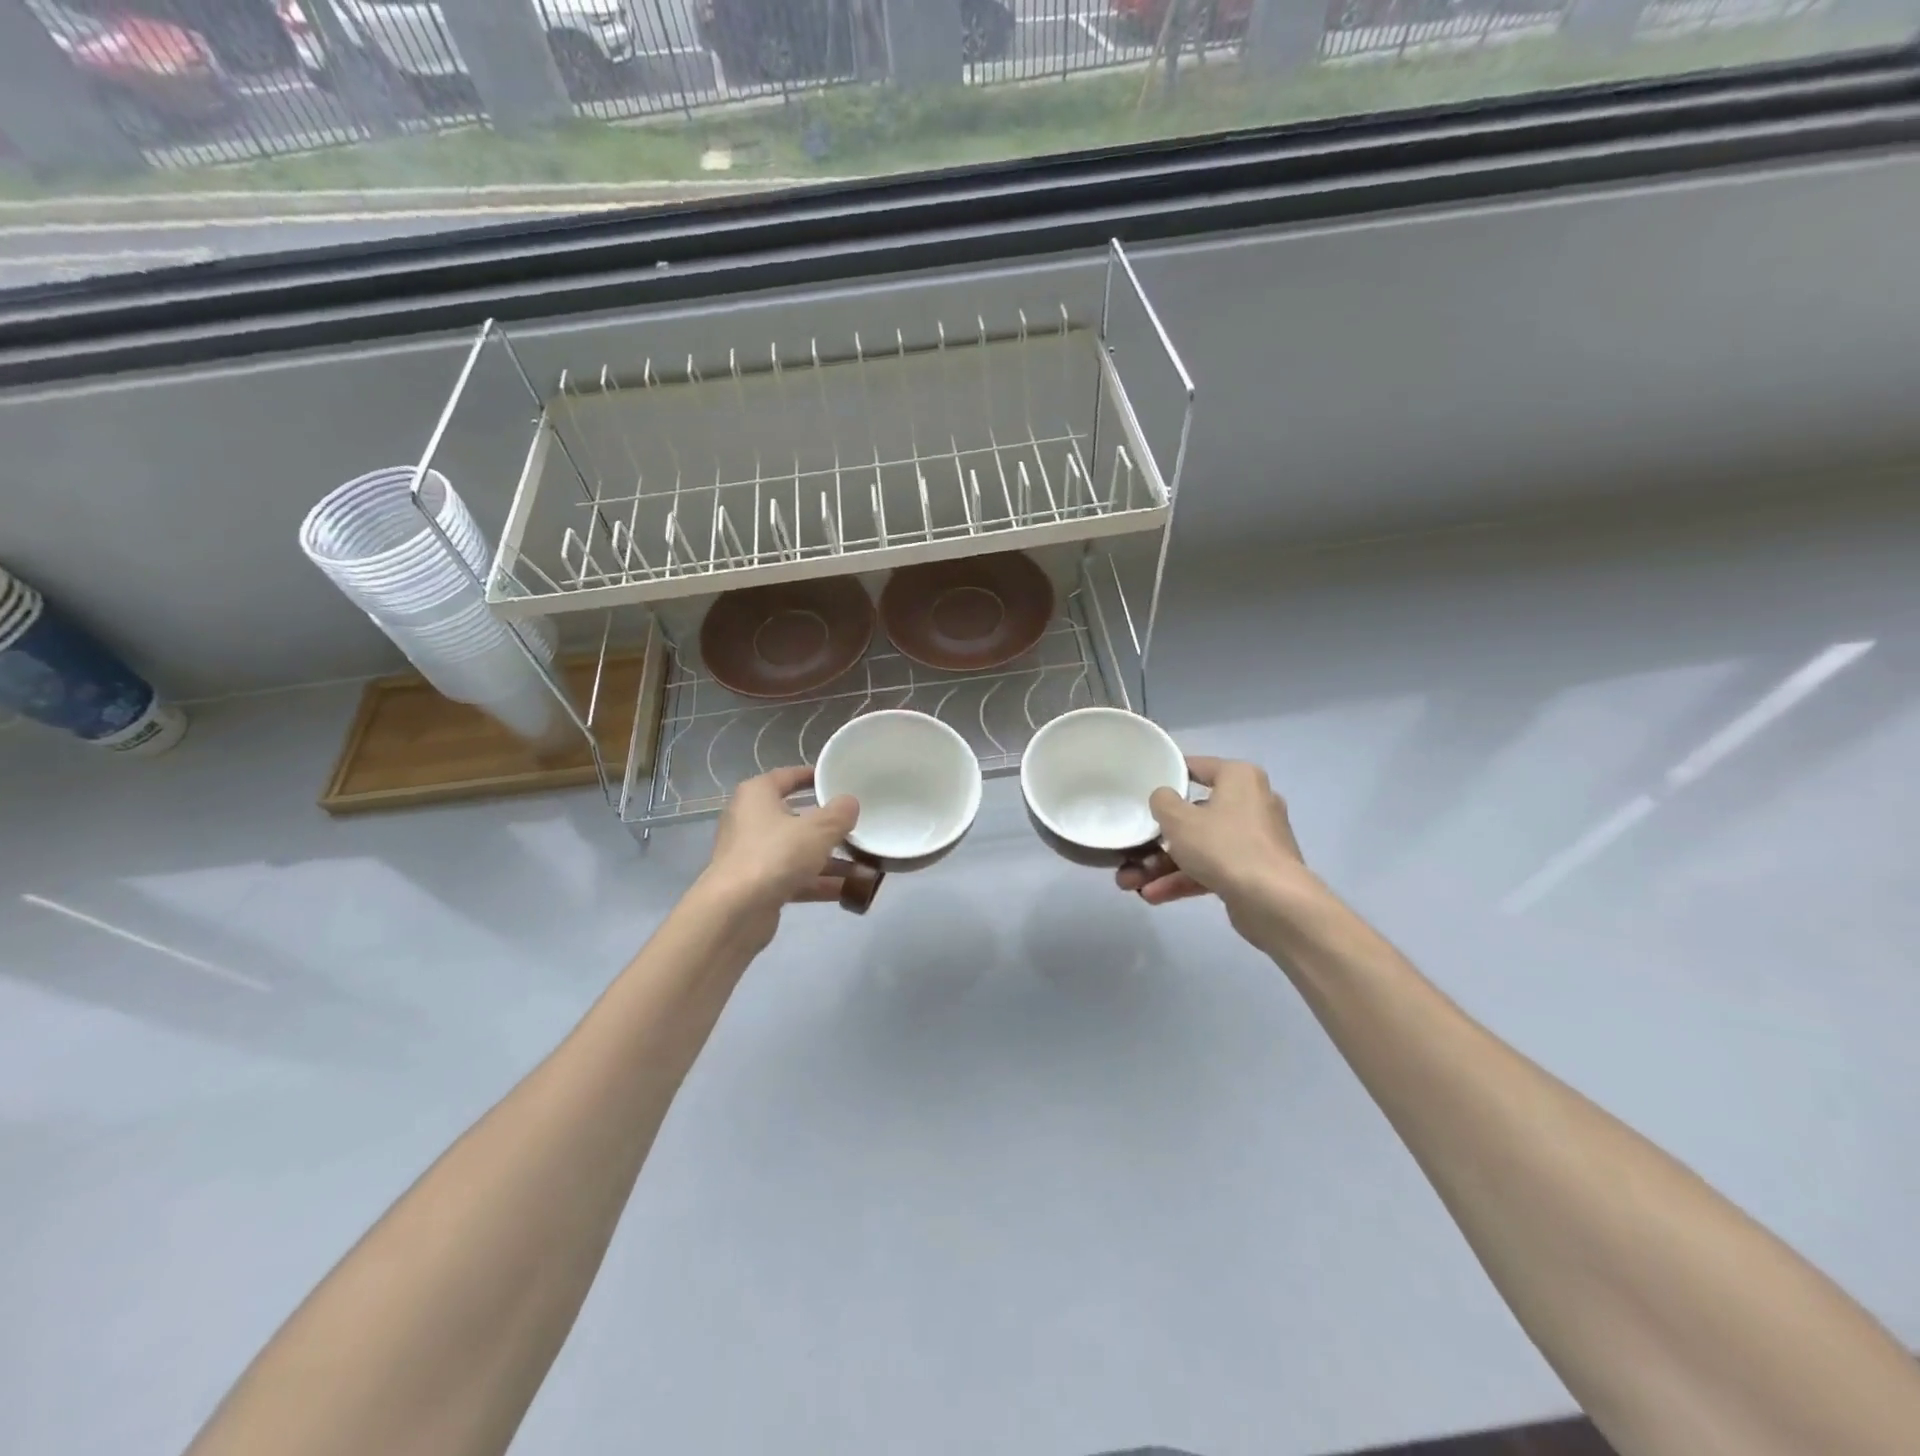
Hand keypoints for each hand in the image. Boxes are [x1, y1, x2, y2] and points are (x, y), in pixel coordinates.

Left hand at [702, 766, 858, 914]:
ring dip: (831, 860)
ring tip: (867, 866)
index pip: (787, 777)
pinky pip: (795, 877)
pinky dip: (820, 882)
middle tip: (859, 825)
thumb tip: (850, 803)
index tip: (837, 780)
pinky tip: (851, 890)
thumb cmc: (775, 855)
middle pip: (796, 817)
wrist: (735, 912)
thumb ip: (839, 814)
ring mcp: (753, 855)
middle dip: (829, 826)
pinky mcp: (758, 886)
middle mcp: (751, 821)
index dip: (812, 776)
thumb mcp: (818, 830)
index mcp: (757, 795)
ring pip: (798, 851)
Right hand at [1117, 757, 1307, 913]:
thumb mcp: (1179, 819)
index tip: (1144, 786)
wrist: (1273, 902)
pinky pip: (1213, 868)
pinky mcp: (1255, 871)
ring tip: (1131, 883)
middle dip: (1159, 838)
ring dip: (1165, 865)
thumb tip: (1165, 798)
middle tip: (1132, 848)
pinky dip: (1186, 879)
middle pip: (1196, 814)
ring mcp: (1256, 840)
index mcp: (1240, 778)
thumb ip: (1162, 802)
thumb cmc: (1223, 846)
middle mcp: (1252, 803)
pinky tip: (1154, 896)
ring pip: (1201, 846)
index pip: (1198, 767)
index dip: (1169, 774)